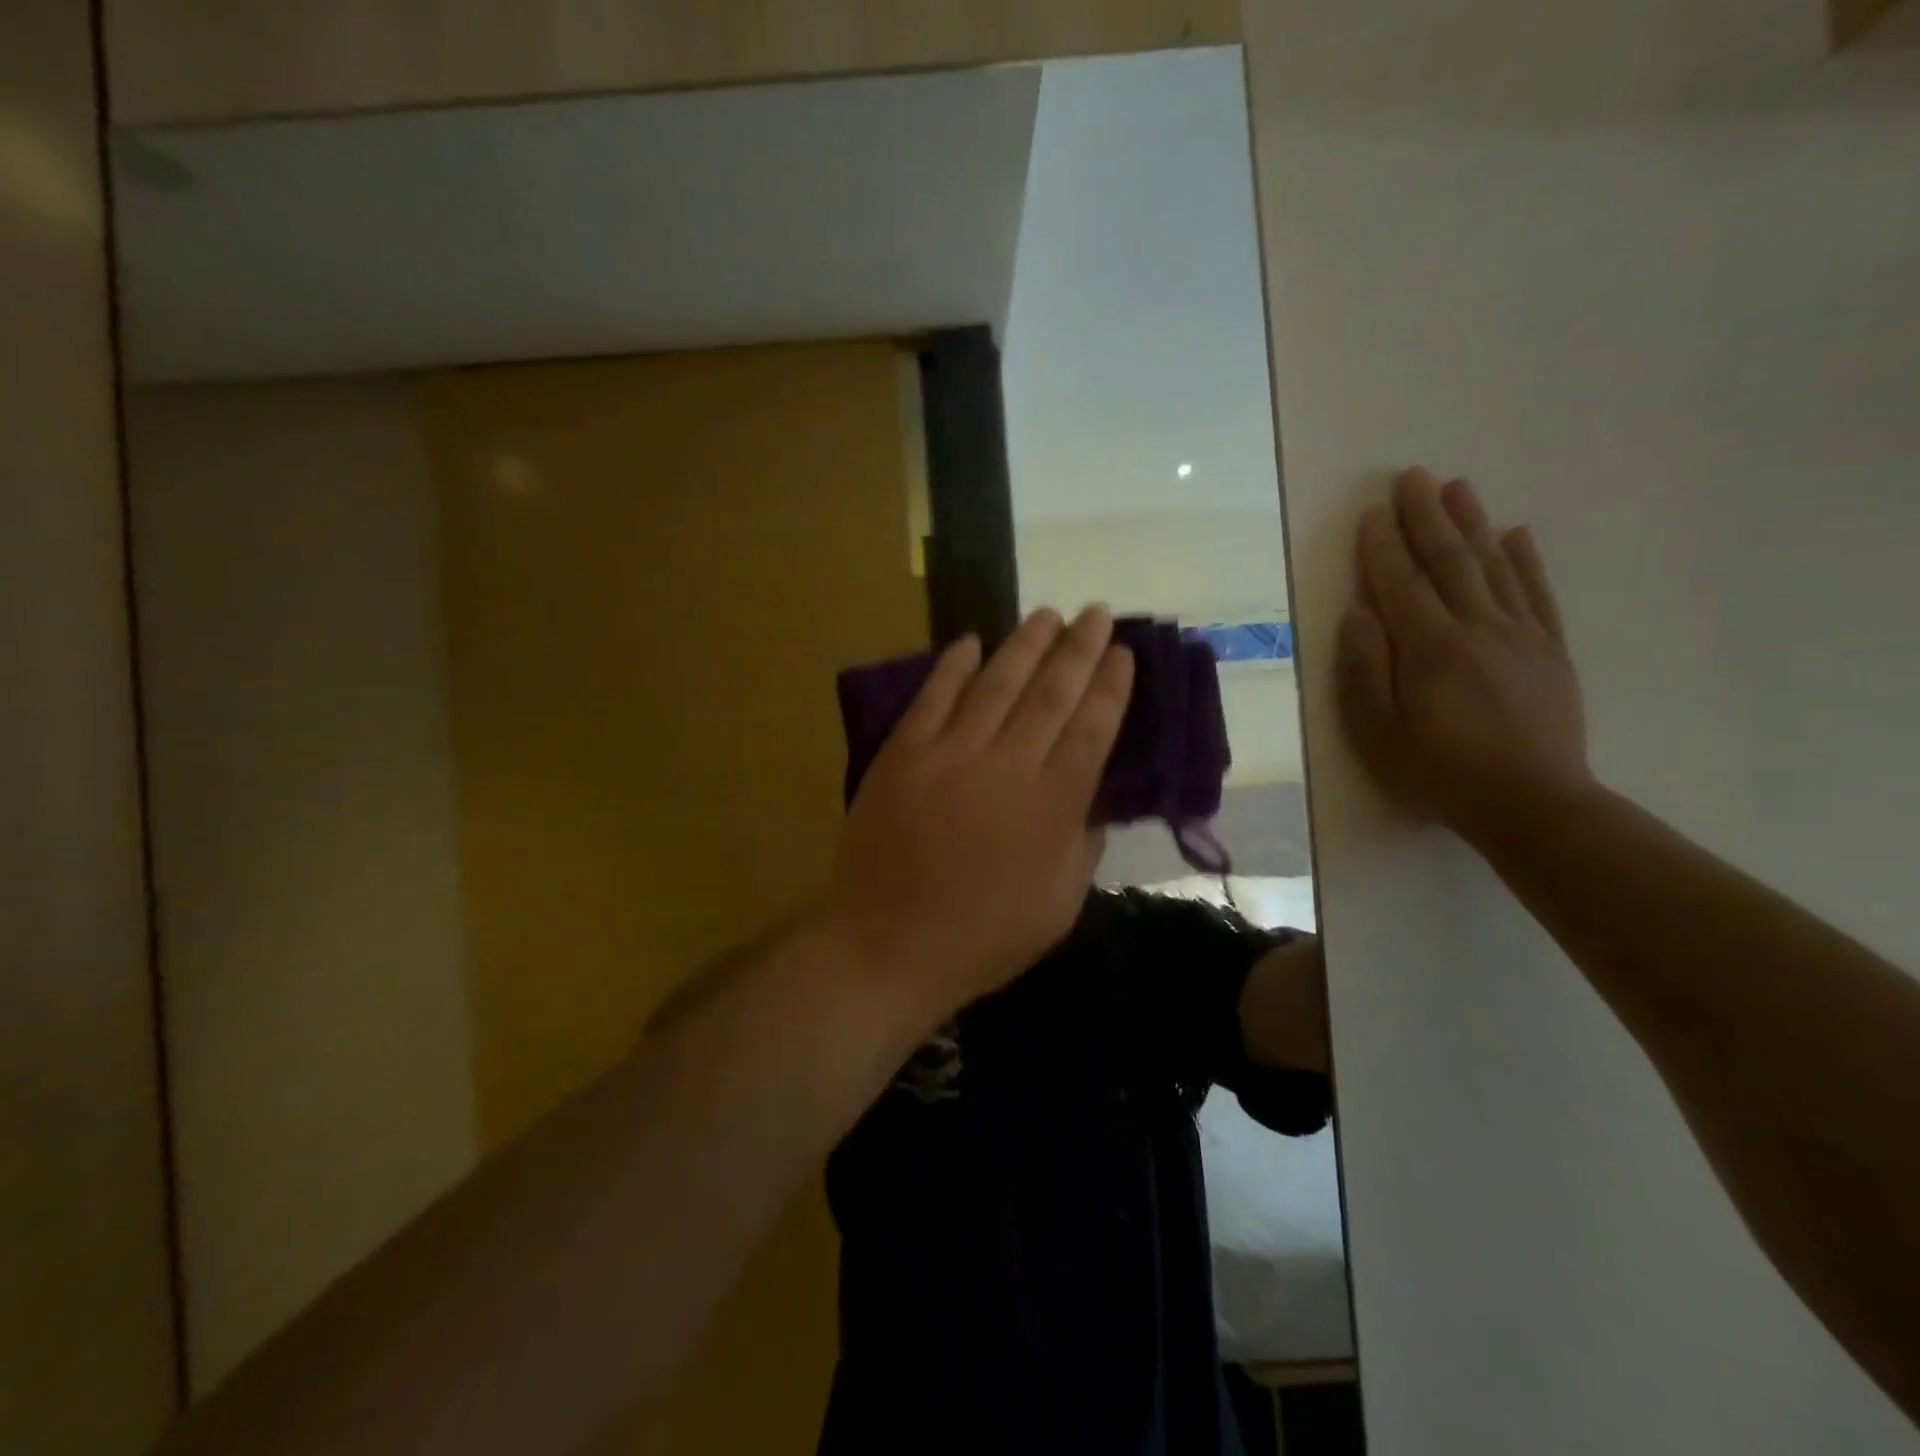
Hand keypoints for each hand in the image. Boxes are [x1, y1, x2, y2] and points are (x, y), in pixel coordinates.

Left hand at [826, 606, 1134, 1018]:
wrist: (888, 945)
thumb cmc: (982, 938)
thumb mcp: (1059, 907)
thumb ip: (1083, 846)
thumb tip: (1094, 799)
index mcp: (1053, 806)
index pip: (1092, 728)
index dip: (1110, 686)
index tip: (1123, 653)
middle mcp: (1007, 766)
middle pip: (1051, 693)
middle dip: (1079, 648)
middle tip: (1096, 612)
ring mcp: (950, 754)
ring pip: (996, 684)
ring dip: (1024, 644)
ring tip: (1047, 614)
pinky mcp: (904, 754)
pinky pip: (933, 698)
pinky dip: (953, 666)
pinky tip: (970, 640)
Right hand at [1337, 467, 1590, 847]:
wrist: (1533, 804)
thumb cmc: (1440, 773)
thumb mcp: (1380, 733)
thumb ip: (1366, 671)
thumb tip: (1359, 615)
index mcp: (1431, 649)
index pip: (1401, 584)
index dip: (1383, 547)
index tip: (1371, 512)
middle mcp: (1478, 629)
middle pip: (1449, 562)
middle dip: (1427, 517)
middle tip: (1412, 476)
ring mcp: (1520, 636)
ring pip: (1494, 567)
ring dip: (1472, 523)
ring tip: (1457, 487)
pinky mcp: (1550, 651)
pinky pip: (1536, 594)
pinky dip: (1526, 561)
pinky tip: (1516, 534)